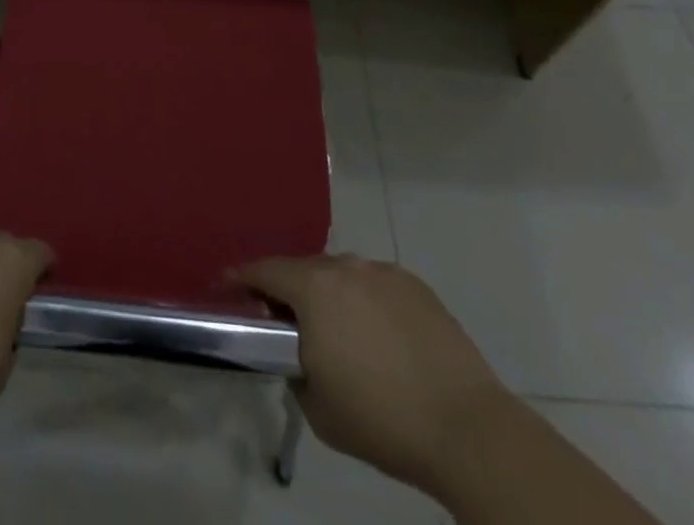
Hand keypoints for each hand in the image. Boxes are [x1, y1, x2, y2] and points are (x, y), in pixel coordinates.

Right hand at [237, 253, 508, 492]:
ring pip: (342, 274)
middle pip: (304, 268)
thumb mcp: (317, 407)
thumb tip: (299, 354)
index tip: (228, 285)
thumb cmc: (380, 419)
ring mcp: (383, 272)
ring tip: (337, 331)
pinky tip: (378, 336)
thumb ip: (295, 369)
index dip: (243, 277)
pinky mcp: (415, 284)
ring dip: (330, 294)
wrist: (465, 427)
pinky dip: (365, 301)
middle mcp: (345, 267)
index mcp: (314, 289)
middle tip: (285, 320)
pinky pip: (375, 285)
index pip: (265, 270)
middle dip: (289, 289)